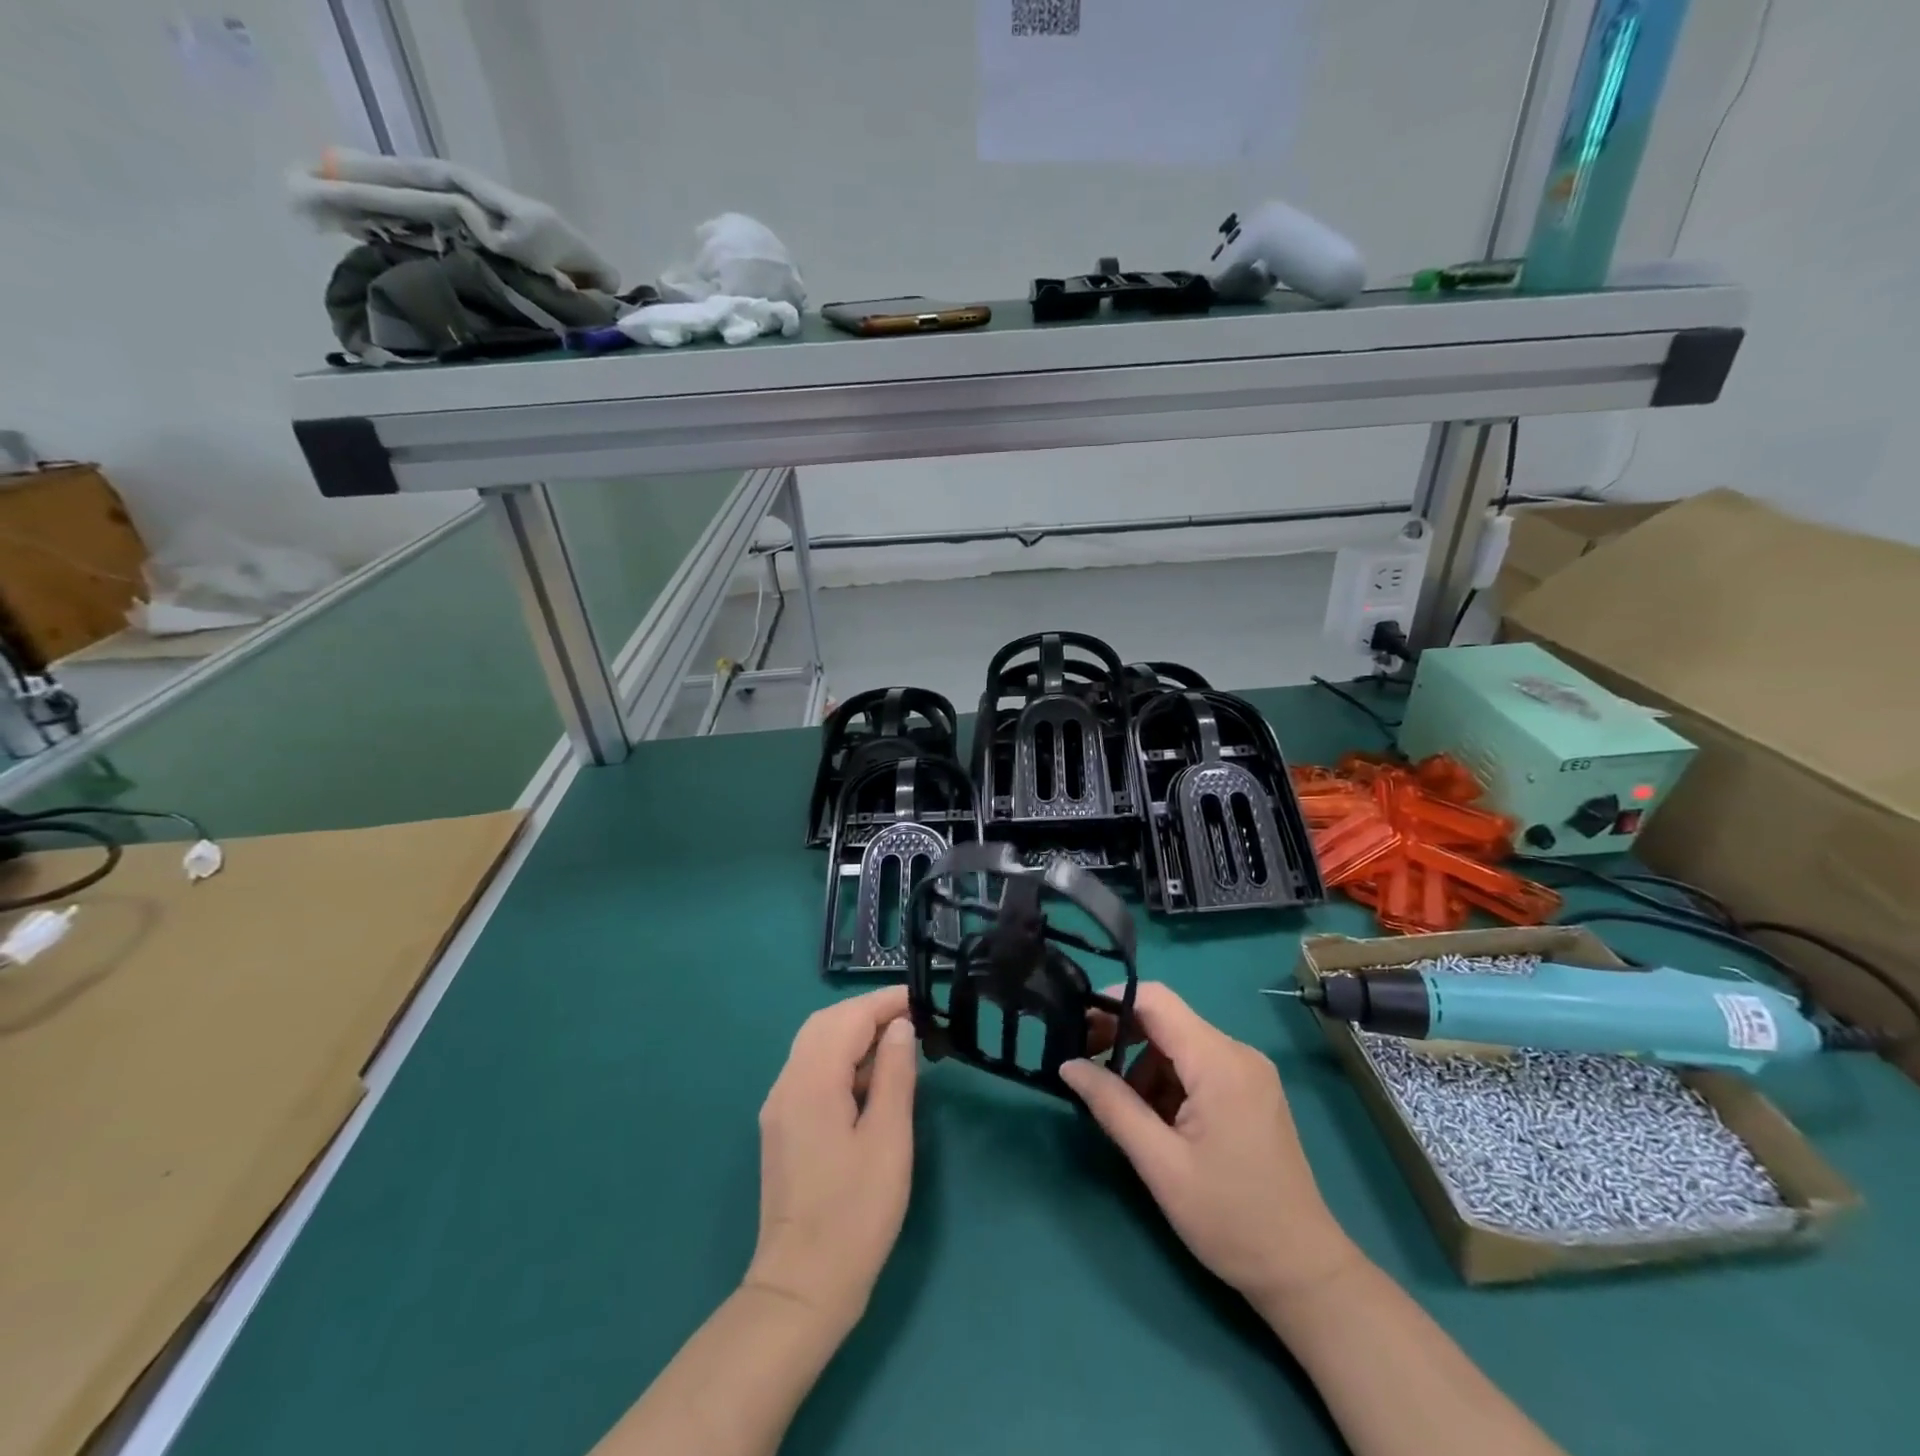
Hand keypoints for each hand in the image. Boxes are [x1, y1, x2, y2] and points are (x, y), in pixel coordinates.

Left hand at [744, 987, 917, 1332]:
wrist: (802, 1286)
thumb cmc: (855, 1213)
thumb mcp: (888, 1139)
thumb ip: (894, 1074)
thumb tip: (899, 1027)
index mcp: (812, 1082)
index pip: (848, 1018)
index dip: (884, 1003)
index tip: (921, 1000)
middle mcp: (787, 1083)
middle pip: (825, 1023)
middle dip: (867, 1012)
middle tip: (911, 1020)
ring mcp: (780, 1105)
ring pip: (815, 1045)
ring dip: (853, 1034)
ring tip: (897, 1046)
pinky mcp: (782, 1126)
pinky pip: (810, 1070)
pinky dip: (840, 1059)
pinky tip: (870, 1080)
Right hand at [1062, 983, 1360, 1307]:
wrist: (1303, 1271)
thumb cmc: (1230, 1219)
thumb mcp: (1160, 1164)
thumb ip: (1112, 1106)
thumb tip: (1068, 1064)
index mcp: (1219, 1062)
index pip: (1156, 1000)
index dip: (1111, 1003)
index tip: (1075, 1025)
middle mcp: (1237, 1053)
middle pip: (1166, 1019)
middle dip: (1121, 1035)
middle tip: (1085, 1064)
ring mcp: (1248, 1071)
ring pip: (1178, 1044)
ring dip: (1143, 1065)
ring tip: (1123, 1109)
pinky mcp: (1250, 1090)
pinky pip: (1197, 1065)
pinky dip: (1167, 1081)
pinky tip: (1156, 1120)